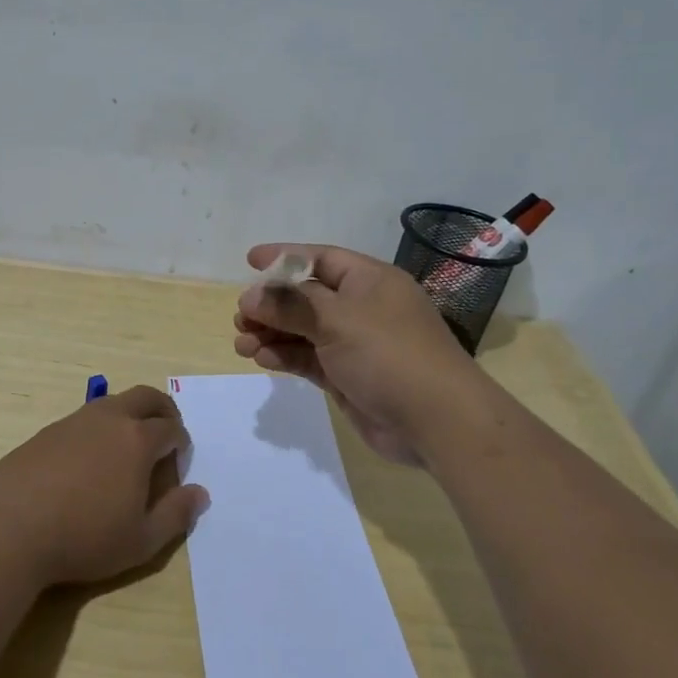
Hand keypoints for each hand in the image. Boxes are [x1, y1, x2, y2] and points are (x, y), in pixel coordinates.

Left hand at [0, 385, 207, 587]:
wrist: (9, 529)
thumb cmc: (84, 538)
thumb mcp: (141, 541)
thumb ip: (176, 515)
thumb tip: (200, 493)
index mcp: (137, 439)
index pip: (171, 428)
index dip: (181, 444)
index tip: (178, 464)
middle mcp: (108, 419)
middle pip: (145, 397)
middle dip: (163, 410)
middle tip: (166, 433)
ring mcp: (73, 421)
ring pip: (111, 403)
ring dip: (128, 416)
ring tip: (126, 448)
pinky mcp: (45, 432)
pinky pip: (82, 420)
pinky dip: (97, 430)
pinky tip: (86, 462)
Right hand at [233, 244, 481, 465]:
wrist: (435, 420)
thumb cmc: (388, 354)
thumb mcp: (336, 320)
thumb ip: (290, 305)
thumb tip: (251, 296)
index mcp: (369, 281)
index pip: (321, 259)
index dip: (285, 258)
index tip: (250, 261)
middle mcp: (362, 308)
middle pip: (307, 297)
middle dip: (272, 305)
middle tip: (241, 317)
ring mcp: (355, 344)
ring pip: (304, 331)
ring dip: (273, 334)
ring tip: (242, 343)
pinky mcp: (348, 376)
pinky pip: (310, 359)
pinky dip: (286, 357)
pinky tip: (263, 360)